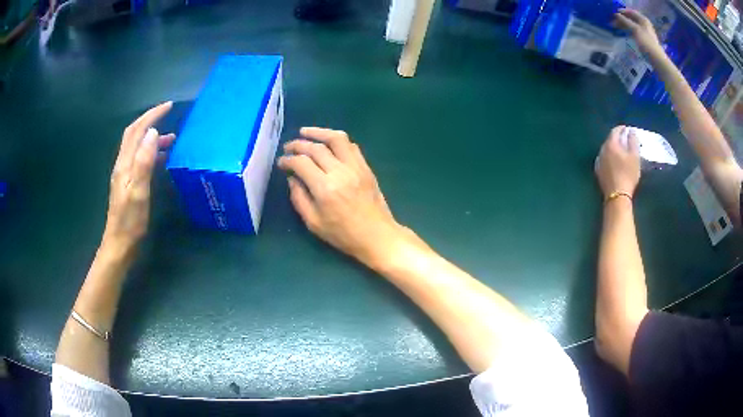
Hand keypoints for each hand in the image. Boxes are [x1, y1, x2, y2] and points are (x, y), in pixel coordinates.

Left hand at [101, 102, 174, 259]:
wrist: (120, 244)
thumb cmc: (130, 221)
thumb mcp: (138, 191)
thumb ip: (144, 161)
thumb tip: (153, 133)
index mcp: (125, 163)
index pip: (137, 130)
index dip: (151, 115)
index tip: (168, 106)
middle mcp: (123, 164)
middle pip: (134, 134)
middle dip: (150, 120)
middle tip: (168, 114)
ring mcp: (125, 174)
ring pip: (137, 146)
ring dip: (152, 137)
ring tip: (171, 138)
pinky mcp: (128, 183)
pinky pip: (140, 159)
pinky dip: (151, 152)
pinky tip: (161, 158)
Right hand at [278, 127, 410, 267]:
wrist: (377, 236)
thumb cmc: (343, 235)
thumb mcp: (314, 223)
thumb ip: (299, 198)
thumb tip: (292, 178)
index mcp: (325, 188)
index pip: (301, 163)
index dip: (288, 159)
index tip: (281, 162)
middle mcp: (340, 172)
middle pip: (316, 148)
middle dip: (298, 144)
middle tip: (288, 147)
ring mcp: (356, 167)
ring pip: (337, 139)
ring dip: (319, 132)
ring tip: (305, 132)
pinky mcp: (366, 167)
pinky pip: (351, 146)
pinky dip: (337, 140)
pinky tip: (328, 143)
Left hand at [596, 126, 640, 198]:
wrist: (617, 196)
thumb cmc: (628, 174)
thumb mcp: (635, 157)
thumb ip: (633, 141)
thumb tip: (631, 130)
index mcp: (610, 144)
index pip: (615, 131)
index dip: (622, 129)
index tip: (628, 129)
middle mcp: (602, 150)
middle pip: (610, 140)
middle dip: (618, 138)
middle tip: (626, 140)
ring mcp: (599, 161)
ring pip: (606, 149)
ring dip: (613, 148)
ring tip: (621, 150)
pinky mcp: (598, 171)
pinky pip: (604, 159)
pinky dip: (610, 157)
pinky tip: (614, 161)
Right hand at [614, 9, 662, 56]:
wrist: (657, 59)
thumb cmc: (646, 43)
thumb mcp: (635, 29)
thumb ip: (625, 21)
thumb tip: (615, 14)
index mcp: (643, 19)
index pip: (630, 11)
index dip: (622, 11)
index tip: (613, 13)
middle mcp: (644, 24)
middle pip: (631, 19)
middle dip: (622, 19)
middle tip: (612, 21)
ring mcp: (644, 32)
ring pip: (631, 26)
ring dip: (623, 25)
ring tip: (616, 27)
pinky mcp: (644, 40)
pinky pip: (634, 32)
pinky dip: (628, 31)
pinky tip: (623, 33)